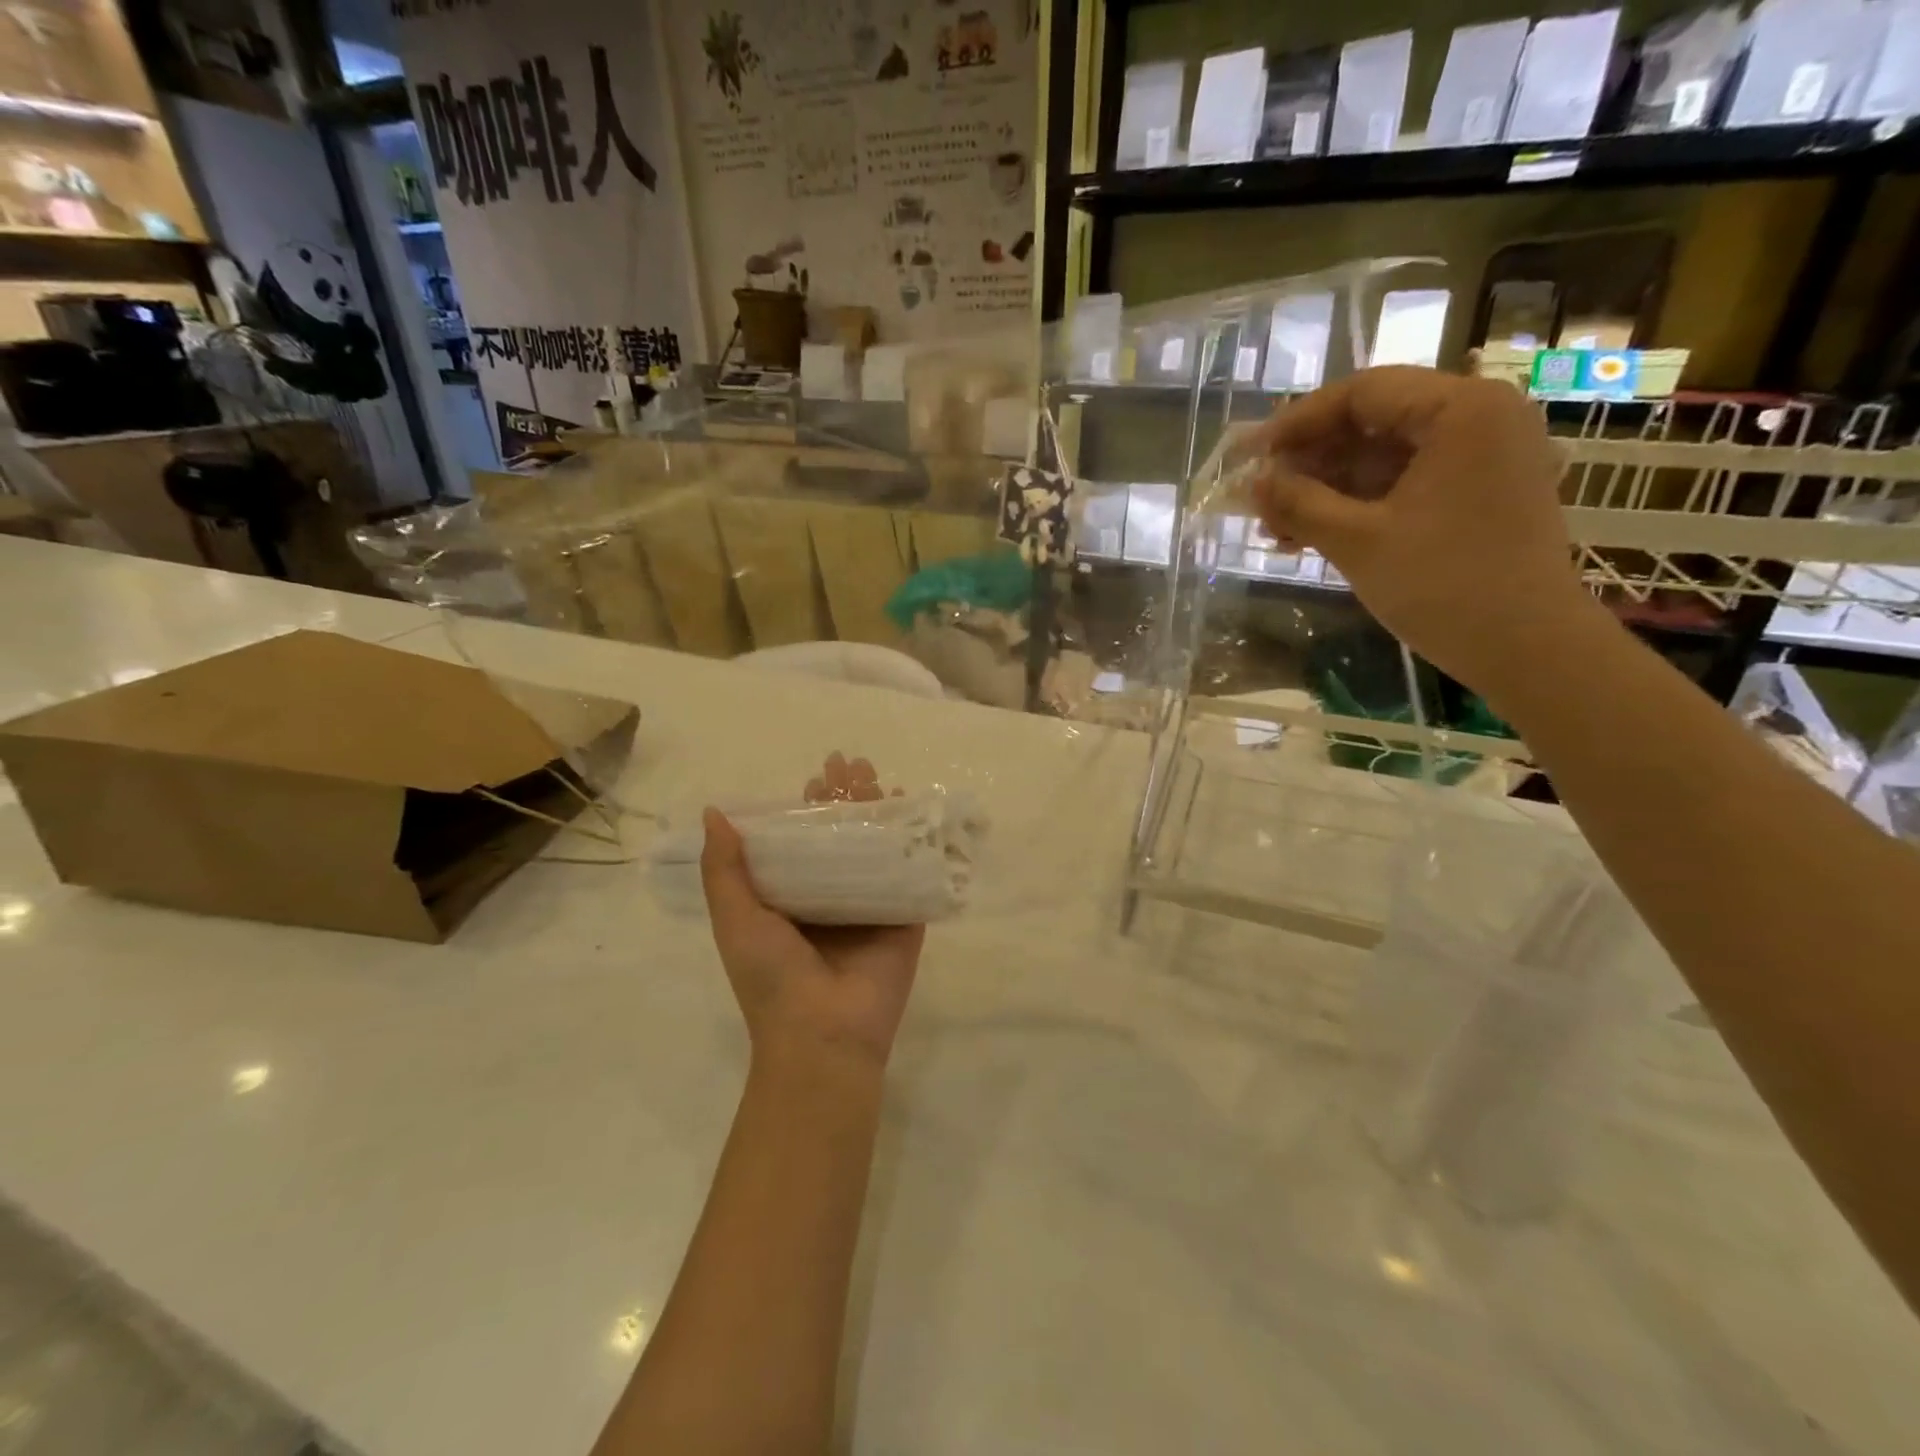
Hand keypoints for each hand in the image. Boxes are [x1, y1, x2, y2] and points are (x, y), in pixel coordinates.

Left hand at [700, 755, 924, 1073]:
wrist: (823, 1034)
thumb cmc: (771, 976)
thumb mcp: (736, 919)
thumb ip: (724, 868)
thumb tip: (714, 813)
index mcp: (791, 899)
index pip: (801, 840)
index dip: (806, 807)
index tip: (815, 777)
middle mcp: (831, 897)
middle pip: (841, 836)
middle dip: (846, 798)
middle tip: (851, 764)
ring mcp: (870, 907)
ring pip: (877, 847)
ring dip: (879, 810)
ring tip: (879, 776)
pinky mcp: (904, 919)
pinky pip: (911, 873)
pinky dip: (915, 841)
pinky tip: (915, 811)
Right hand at [1244, 366, 1602, 700]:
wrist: (1526, 649)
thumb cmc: (1443, 586)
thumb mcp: (1358, 541)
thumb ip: (1299, 503)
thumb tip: (1251, 482)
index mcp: (1462, 410)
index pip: (1363, 393)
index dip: (1297, 422)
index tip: (1250, 455)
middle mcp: (1479, 418)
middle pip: (1373, 423)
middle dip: (1309, 462)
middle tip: (1259, 498)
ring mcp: (1482, 458)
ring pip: (1384, 457)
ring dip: (1326, 489)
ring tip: (1276, 528)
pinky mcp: (1478, 493)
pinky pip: (1405, 484)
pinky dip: (1358, 505)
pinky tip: (1312, 536)